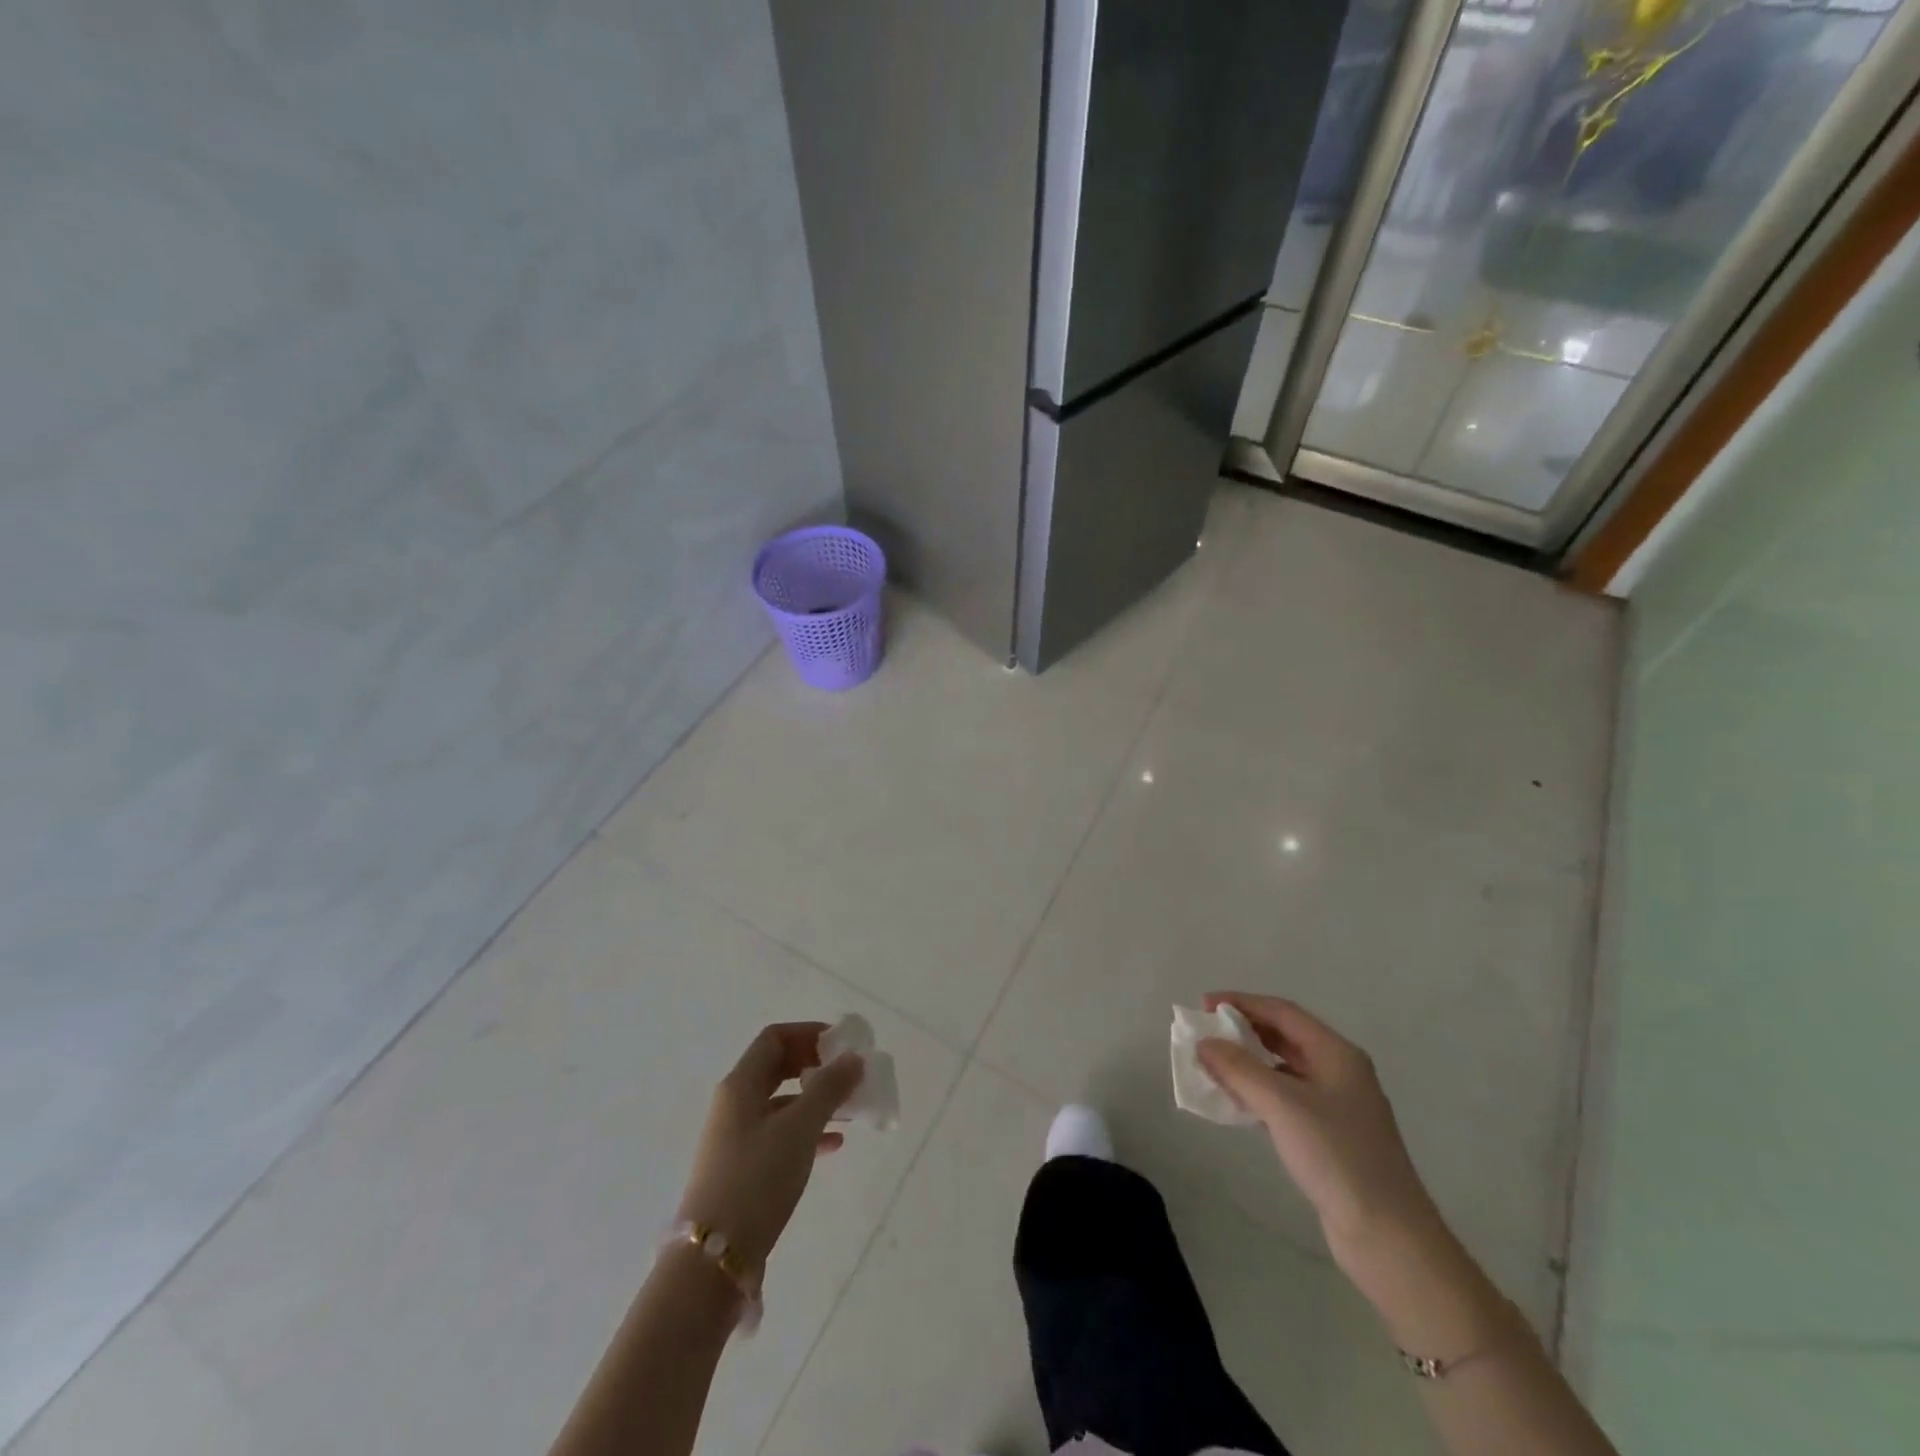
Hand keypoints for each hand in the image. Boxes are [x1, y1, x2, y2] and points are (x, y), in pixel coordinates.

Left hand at [677, 1022, 865, 1271]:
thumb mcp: (800, 1129)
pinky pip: (780, 1134)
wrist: (712, 1262)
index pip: (775, 1038)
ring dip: (816, 1099)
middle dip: (816, 1066)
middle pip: (778, 1068)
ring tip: (851, 1109)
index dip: (809, 1033)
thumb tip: (854, 1057)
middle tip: (849, 1074)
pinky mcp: (743, 1169)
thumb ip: (829, 1088)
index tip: (842, 1045)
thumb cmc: (757, 1180)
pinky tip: (834, 1145)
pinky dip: (807, 1131)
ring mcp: (736, 1138)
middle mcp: (735, 1104)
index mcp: (741, 1085)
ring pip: (782, 1103)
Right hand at [1196, 993, 1436, 1263]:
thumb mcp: (1283, 1106)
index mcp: (1337, 1054)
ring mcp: (1336, 1105)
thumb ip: (1239, 1069)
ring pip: (1283, 1068)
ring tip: (1212, 1065)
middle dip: (1243, 1031)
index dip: (1241, 1003)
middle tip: (1204, 1033)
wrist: (1389, 1238)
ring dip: (1247, 1062)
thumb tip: (1204, 1043)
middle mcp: (1339, 1072)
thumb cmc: (1338, 1158)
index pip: (1282, 1012)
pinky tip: (1236, 1102)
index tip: (1204, 1006)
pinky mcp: (1329, 1136)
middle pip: (1284, 1036)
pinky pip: (1285, 1098)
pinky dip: (1257, 1092)